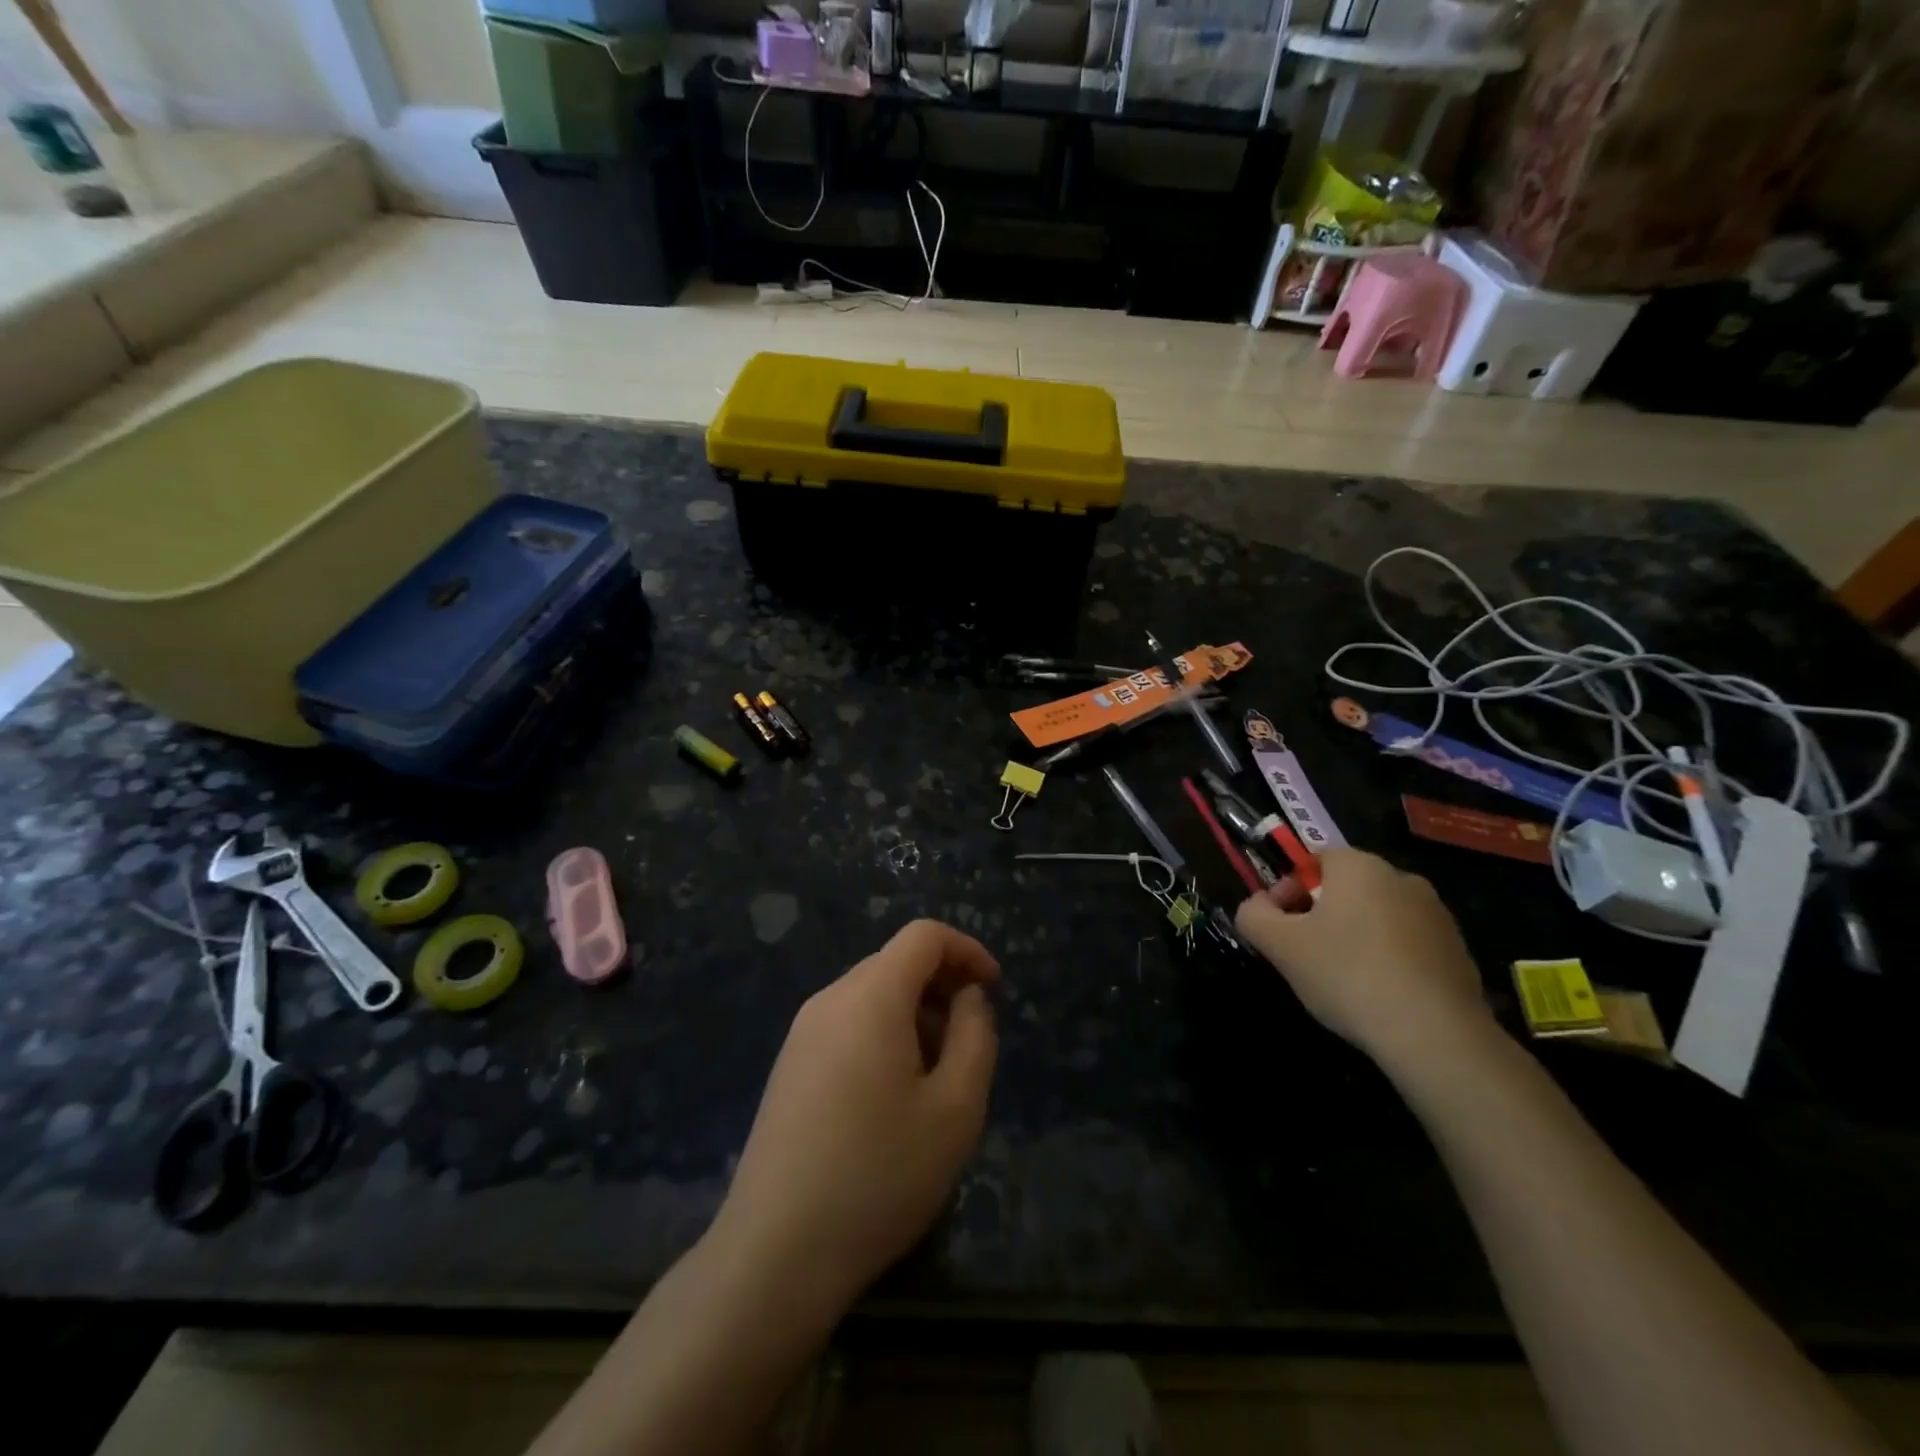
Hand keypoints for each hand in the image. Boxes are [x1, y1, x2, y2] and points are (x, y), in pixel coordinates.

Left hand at [713, 920, 999, 1319]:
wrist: (775, 1253)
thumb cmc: (879, 1175)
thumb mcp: (955, 1109)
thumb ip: (974, 1037)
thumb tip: (967, 999)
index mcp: (870, 996)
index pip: (924, 936)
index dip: (966, 949)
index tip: (993, 989)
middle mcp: (830, 1000)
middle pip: (895, 963)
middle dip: (942, 985)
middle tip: (970, 1041)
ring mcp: (801, 1033)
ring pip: (871, 995)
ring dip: (914, 1014)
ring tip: (936, 1076)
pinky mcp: (788, 1066)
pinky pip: (847, 1024)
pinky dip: (883, 1034)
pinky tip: (892, 1097)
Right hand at [1235, 847, 1493, 1070]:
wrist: (1435, 1035)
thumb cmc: (1347, 974)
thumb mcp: (1279, 944)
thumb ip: (1254, 915)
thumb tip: (1257, 907)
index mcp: (1360, 867)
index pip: (1314, 861)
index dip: (1288, 889)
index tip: (1279, 926)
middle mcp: (1403, 879)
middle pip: (1346, 889)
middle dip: (1320, 915)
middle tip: (1303, 953)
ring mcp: (1438, 917)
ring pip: (1378, 917)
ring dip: (1354, 937)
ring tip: (1340, 979)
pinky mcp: (1459, 953)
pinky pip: (1408, 946)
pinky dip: (1387, 961)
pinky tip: (1377, 996)